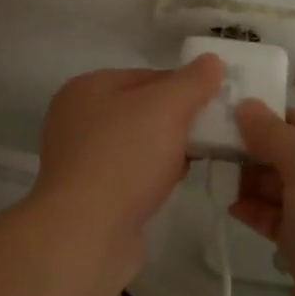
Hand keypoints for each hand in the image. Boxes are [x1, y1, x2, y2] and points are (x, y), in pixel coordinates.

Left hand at [30, 55, 224, 281]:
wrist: (86, 234)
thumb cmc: (124, 159)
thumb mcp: (165, 108)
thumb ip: (192, 82)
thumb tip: (211, 61)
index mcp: (87, 88)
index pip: (148, 75)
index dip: (185, 86)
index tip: (217, 103)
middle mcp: (78, 118)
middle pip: (143, 109)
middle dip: (179, 120)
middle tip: (214, 132)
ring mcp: (81, 159)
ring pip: (139, 143)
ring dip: (169, 149)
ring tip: (201, 157)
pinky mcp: (91, 194)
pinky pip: (131, 173)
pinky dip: (154, 175)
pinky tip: (176, 182)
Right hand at [230, 102, 294, 295]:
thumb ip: (274, 134)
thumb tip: (245, 105)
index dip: (267, 117)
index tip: (224, 116)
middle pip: (289, 153)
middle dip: (252, 149)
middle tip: (209, 147)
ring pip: (281, 187)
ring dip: (249, 180)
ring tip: (214, 174)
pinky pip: (277, 218)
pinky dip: (255, 210)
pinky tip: (230, 206)